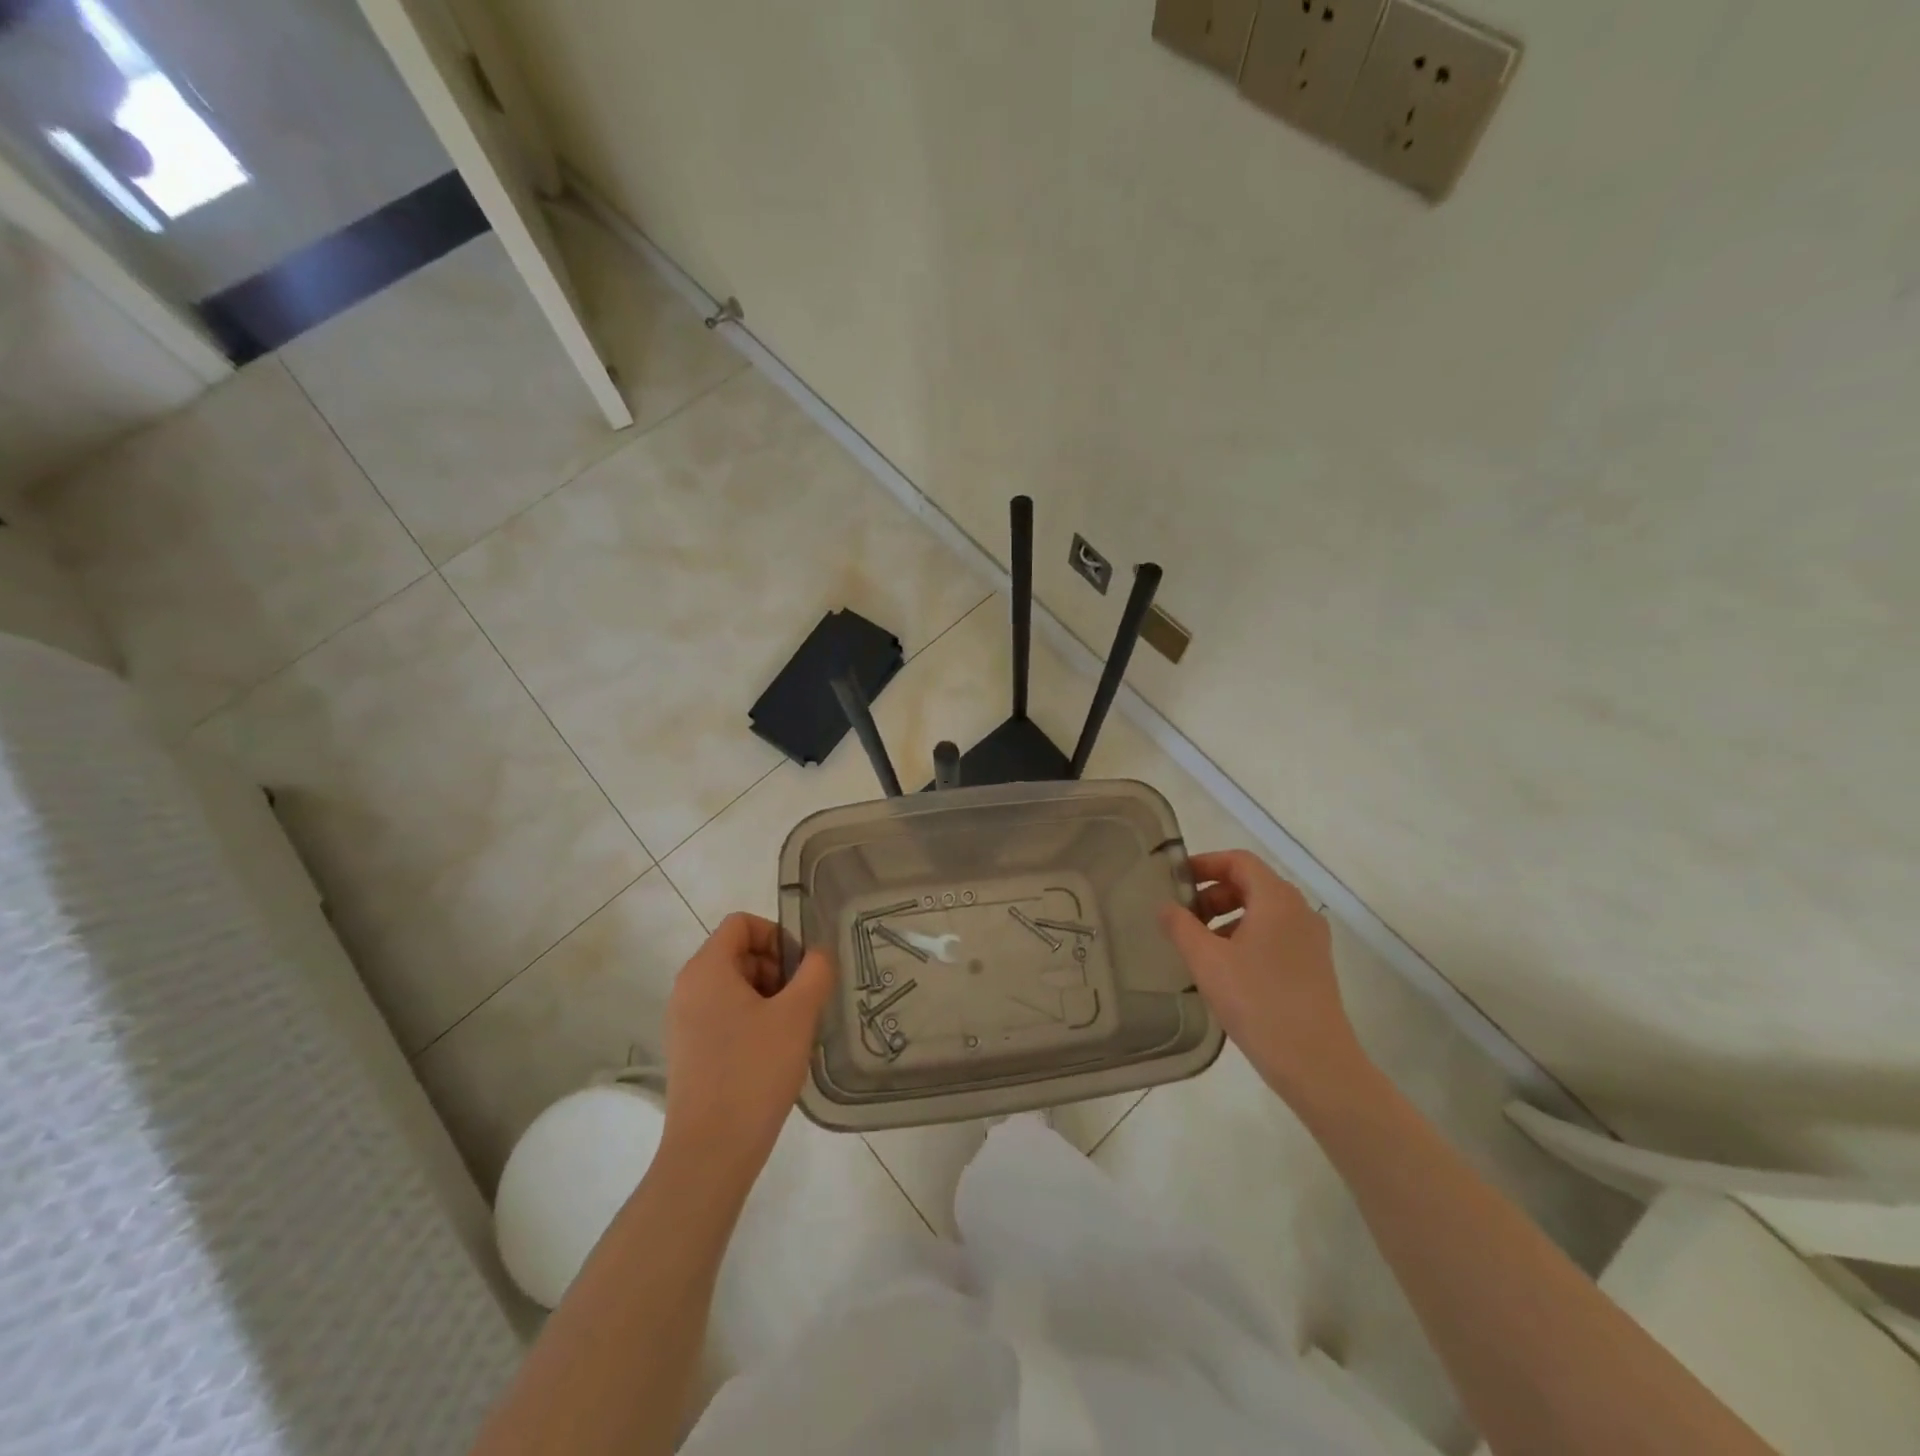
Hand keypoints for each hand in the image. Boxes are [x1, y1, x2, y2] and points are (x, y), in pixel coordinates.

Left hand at [660, 913, 833, 1186]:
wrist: (711, 1153)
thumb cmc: (754, 1072)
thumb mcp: (797, 1015)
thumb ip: (815, 972)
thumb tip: (818, 955)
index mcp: (706, 969)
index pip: (742, 923)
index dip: (778, 935)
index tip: (802, 969)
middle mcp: (687, 988)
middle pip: (738, 952)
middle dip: (777, 968)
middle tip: (802, 1002)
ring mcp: (684, 1022)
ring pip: (735, 986)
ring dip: (769, 996)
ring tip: (792, 1030)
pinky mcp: (689, 1051)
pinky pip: (725, 1015)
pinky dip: (753, 1020)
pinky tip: (775, 1052)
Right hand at [1159, 850, 1370, 1108]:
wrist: (1315, 1063)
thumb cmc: (1257, 1001)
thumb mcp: (1207, 961)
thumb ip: (1180, 926)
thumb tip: (1165, 906)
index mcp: (1277, 899)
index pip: (1238, 861)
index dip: (1204, 864)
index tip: (1175, 880)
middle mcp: (1299, 911)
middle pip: (1251, 884)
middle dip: (1213, 893)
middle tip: (1183, 917)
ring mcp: (1310, 940)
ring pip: (1262, 912)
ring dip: (1227, 917)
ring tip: (1199, 946)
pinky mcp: (1313, 966)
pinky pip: (1274, 935)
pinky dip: (1245, 937)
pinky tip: (1225, 969)